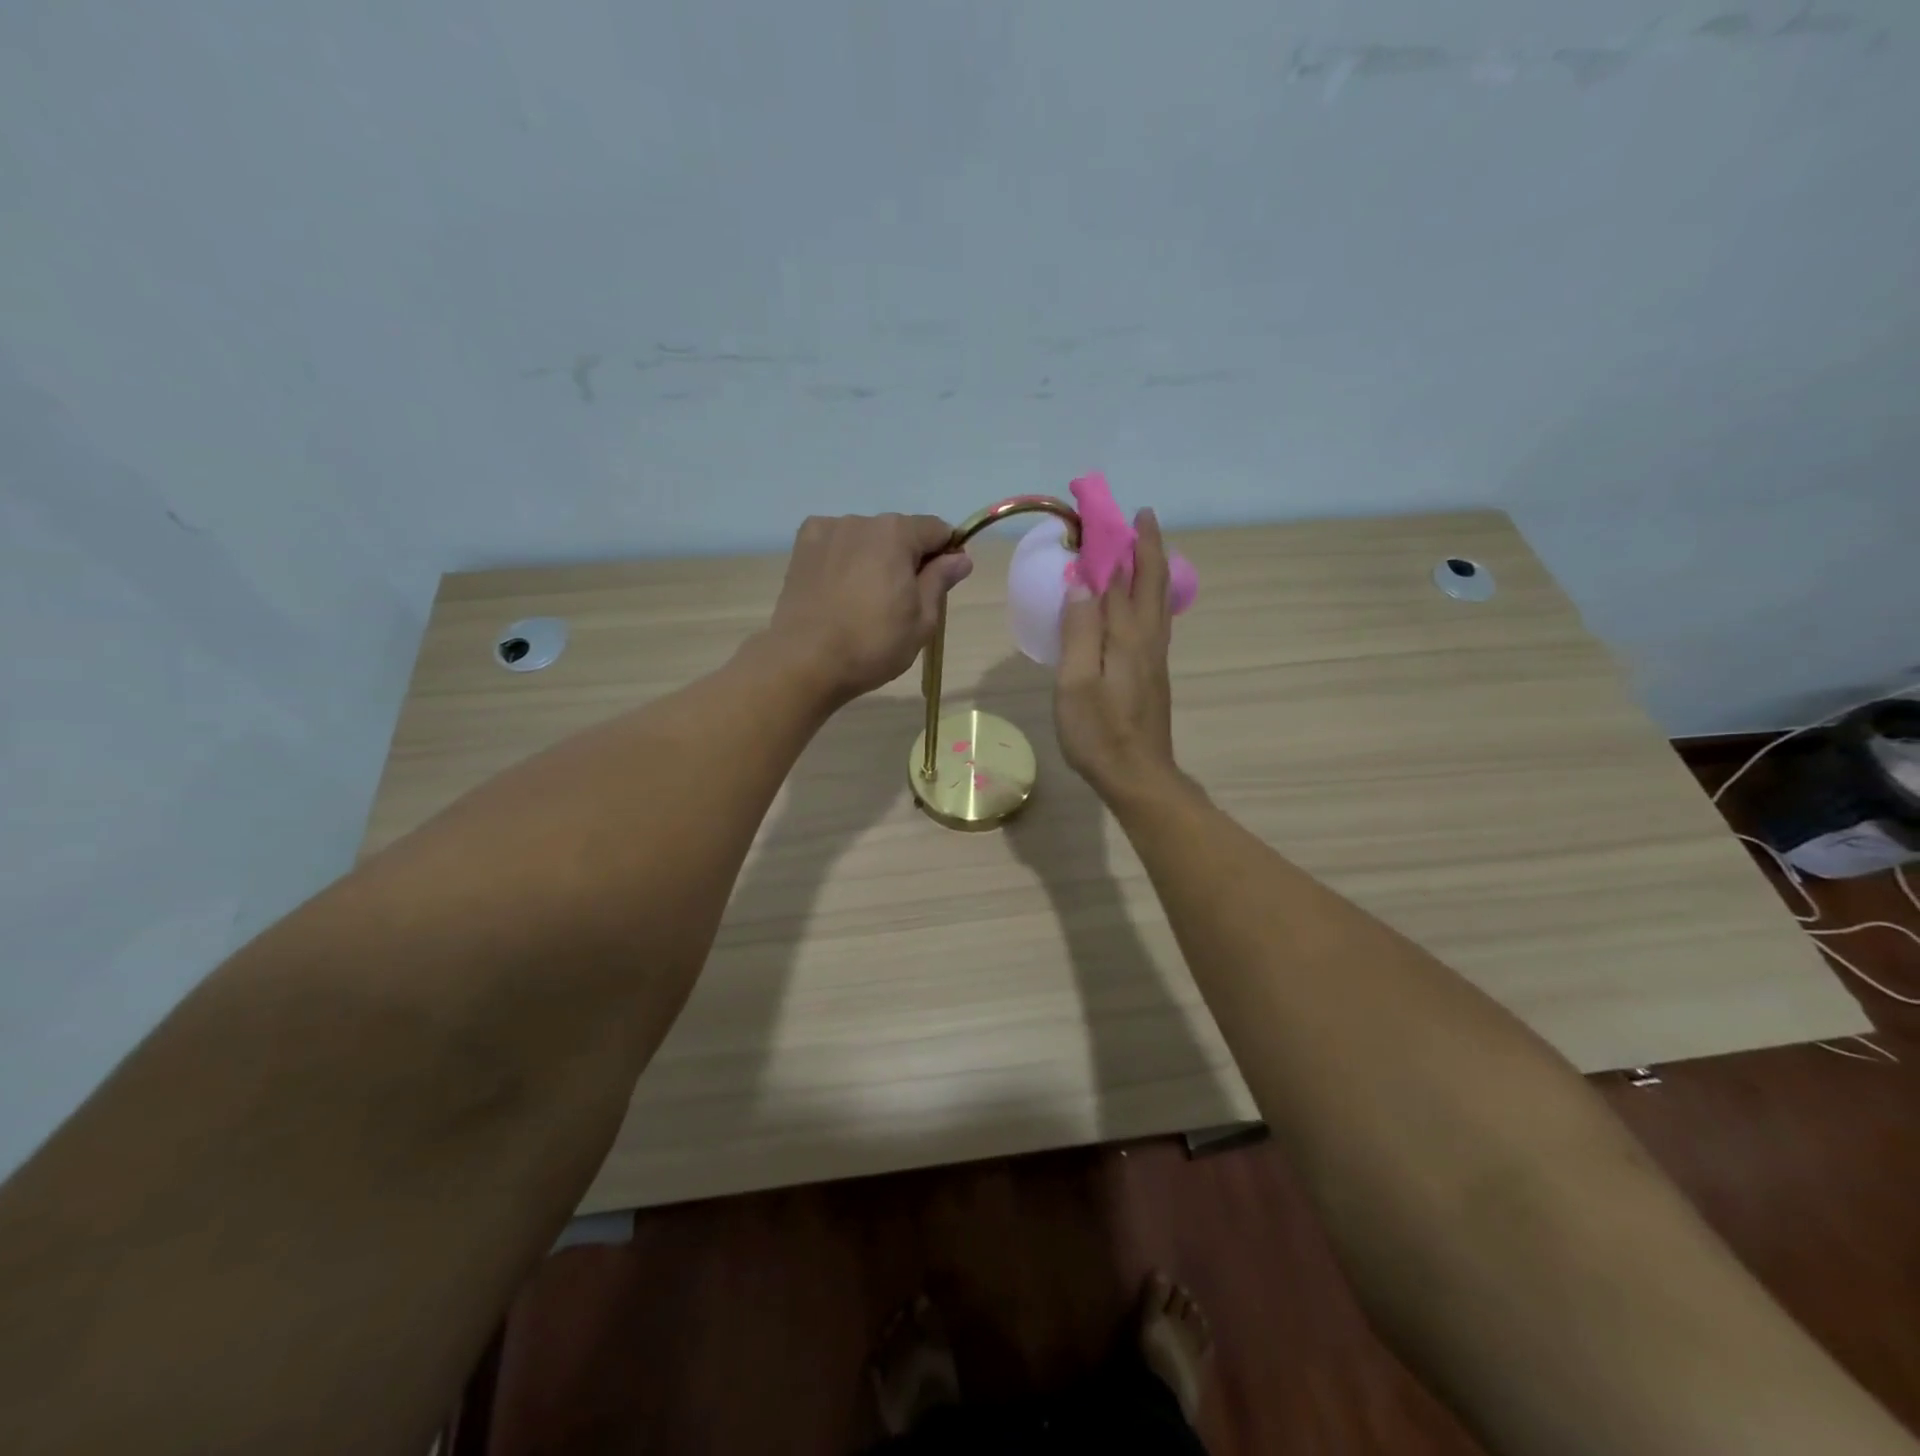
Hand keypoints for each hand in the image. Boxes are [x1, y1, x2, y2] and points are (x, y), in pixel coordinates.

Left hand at [767, 513, 972, 705]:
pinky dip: (844, 559)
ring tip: (865, 600)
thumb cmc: (873, 645)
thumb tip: (960, 557)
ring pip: (866, 539)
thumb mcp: (922, 620)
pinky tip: (840, 590)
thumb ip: (940, 580)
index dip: (946, 554)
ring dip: (874, 559)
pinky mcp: (802, 548)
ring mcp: (827, 531)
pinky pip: (836, 545)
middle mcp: (861, 521)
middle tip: (902, 602)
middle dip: (907, 558)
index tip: (942, 584)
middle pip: (899, 532)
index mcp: (896, 533)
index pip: (937, 530)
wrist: (805, 661)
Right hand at [1056, 509, 1180, 802]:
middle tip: (1140, 517)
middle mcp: (1148, 640)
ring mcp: (1155, 658)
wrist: (1139, 777)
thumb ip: (1079, 630)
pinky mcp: (1153, 674)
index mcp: (1128, 637)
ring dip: (1152, 568)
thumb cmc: (1099, 733)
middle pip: (1153, 582)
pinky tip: (1140, 601)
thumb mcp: (1076, 684)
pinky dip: (1149, 596)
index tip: (1106, 514)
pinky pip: (1154, 620)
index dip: (1117, 544)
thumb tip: (1083, 580)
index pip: (1124, 577)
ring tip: (1142, 548)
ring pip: (1159, 601)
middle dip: (1147, 546)